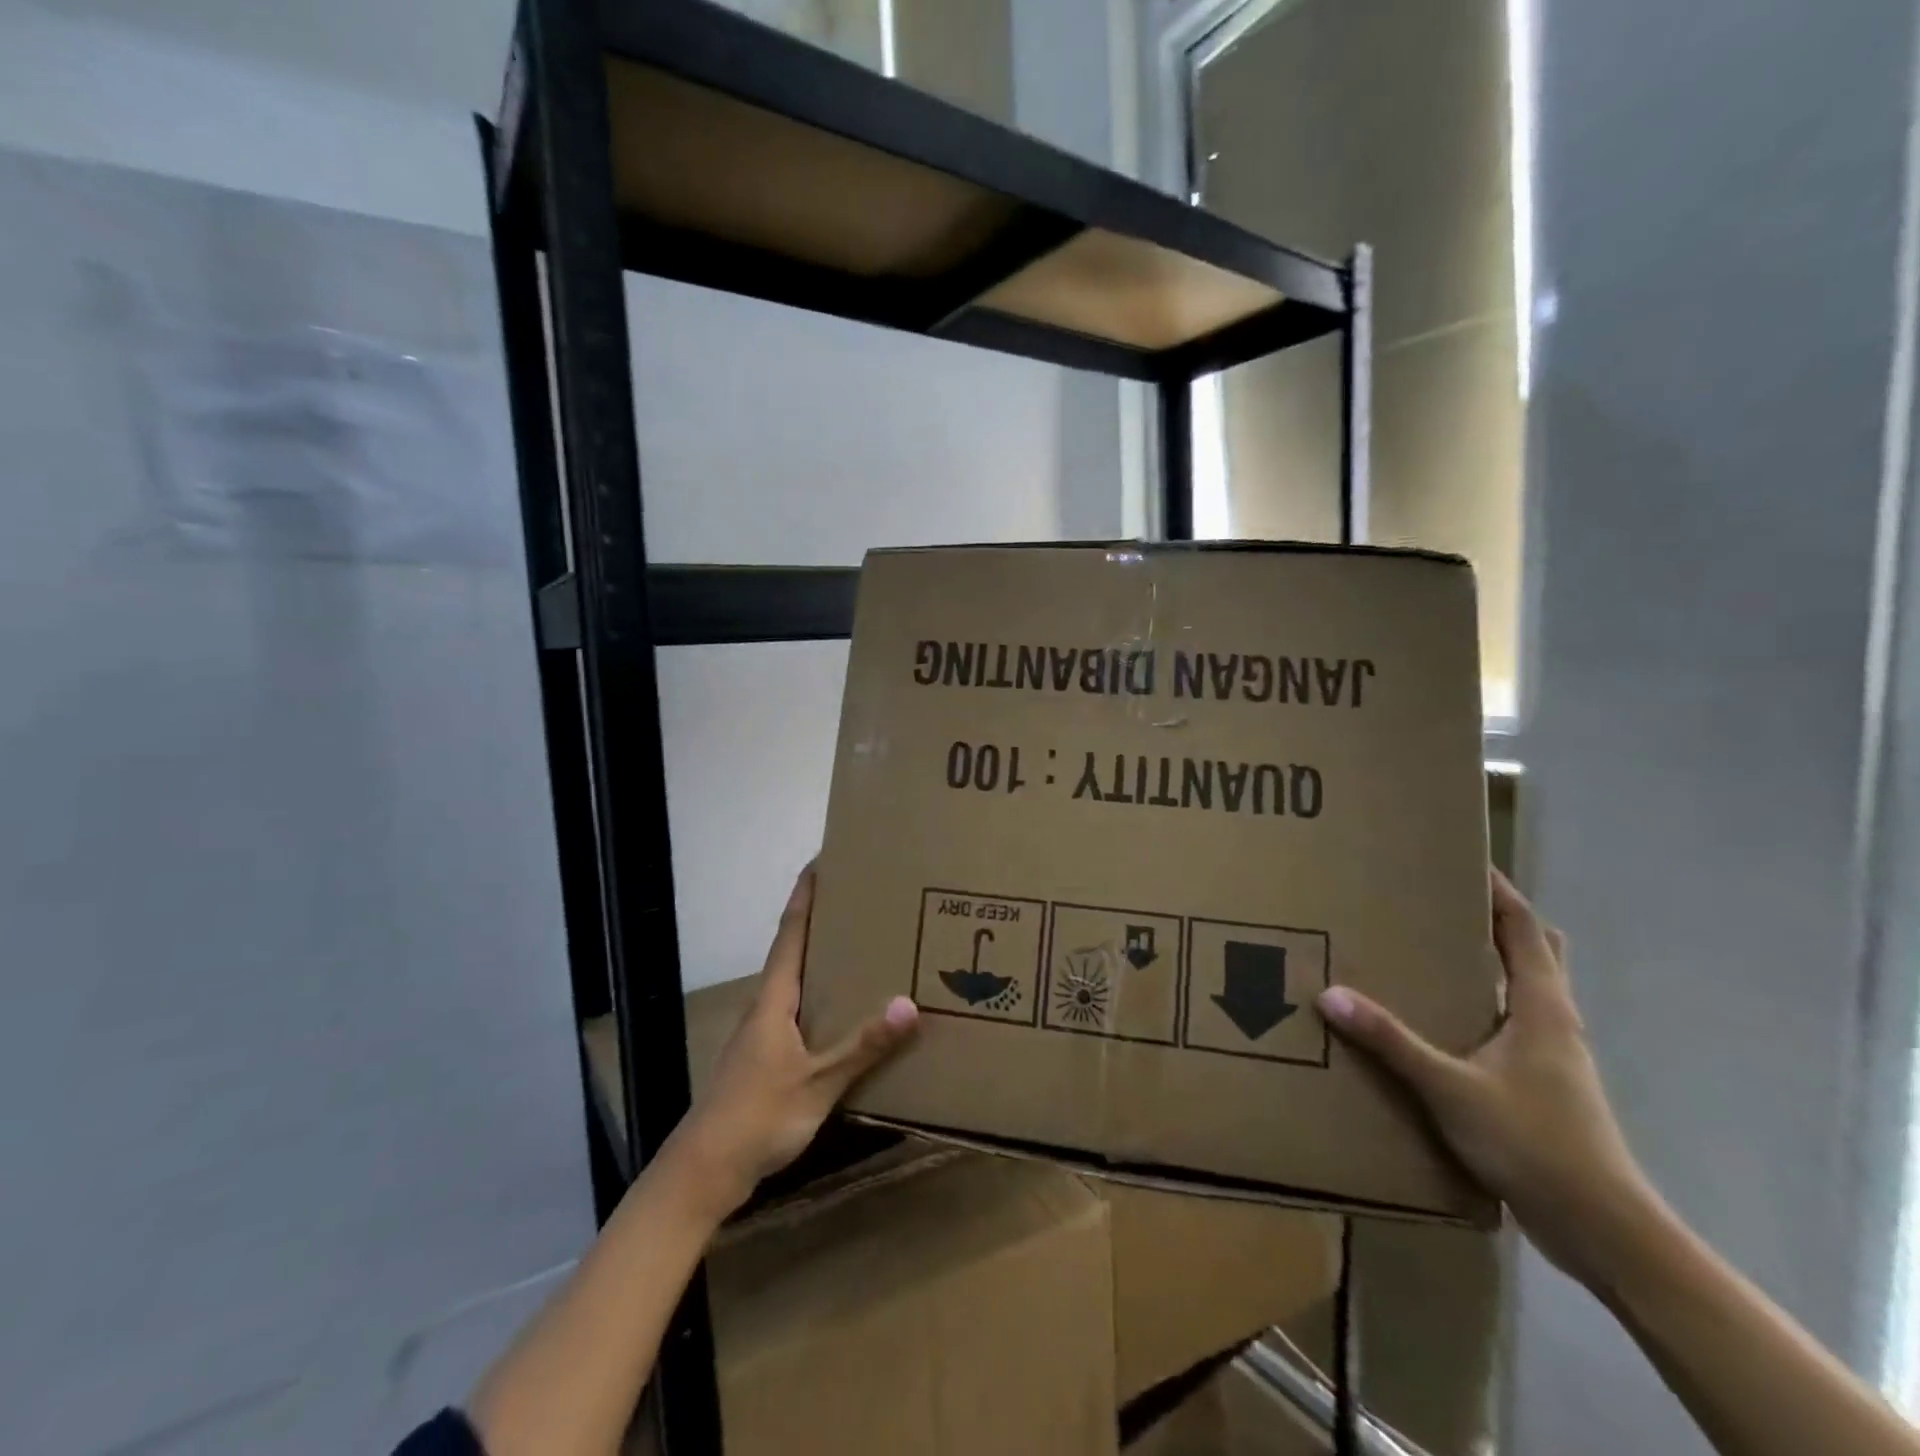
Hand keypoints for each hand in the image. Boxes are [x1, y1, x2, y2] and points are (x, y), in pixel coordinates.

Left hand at [668, 865, 918, 1218]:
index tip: (822, 860)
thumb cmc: (757, 1116)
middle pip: (795, 949)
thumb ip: (862, 1046)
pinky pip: (800, 1010)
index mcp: (774, 998)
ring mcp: (764, 1032)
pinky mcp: (767, 1057)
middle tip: (860, 899)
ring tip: (862, 947)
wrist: (703, 1171)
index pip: (792, 931)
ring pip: (798, 982)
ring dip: (823, 958)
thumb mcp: (818, 1083)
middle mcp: (767, 1005)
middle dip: (822, 919)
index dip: (806, 894)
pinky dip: (823, 996)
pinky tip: (846, 1012)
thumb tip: (909, 1004)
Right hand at [1317, 869, 1658, 1285]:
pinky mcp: (1544, 1087)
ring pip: (1526, 991)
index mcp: (1542, 1007)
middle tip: (1445, 902)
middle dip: (1499, 922)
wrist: (1603, 1231)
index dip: (1498, 891)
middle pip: (1536, 953)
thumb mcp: (1450, 1088)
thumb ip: (1391, 1042)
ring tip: (1432, 953)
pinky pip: (1512, 1027)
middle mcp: (1555, 1022)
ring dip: (1492, 965)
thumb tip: (1330, 995)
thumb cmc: (1536, 1144)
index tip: (1466, 858)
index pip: (1524, 929)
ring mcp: (1554, 1057)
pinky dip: (1483, 1007)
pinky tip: (1443, 1023)